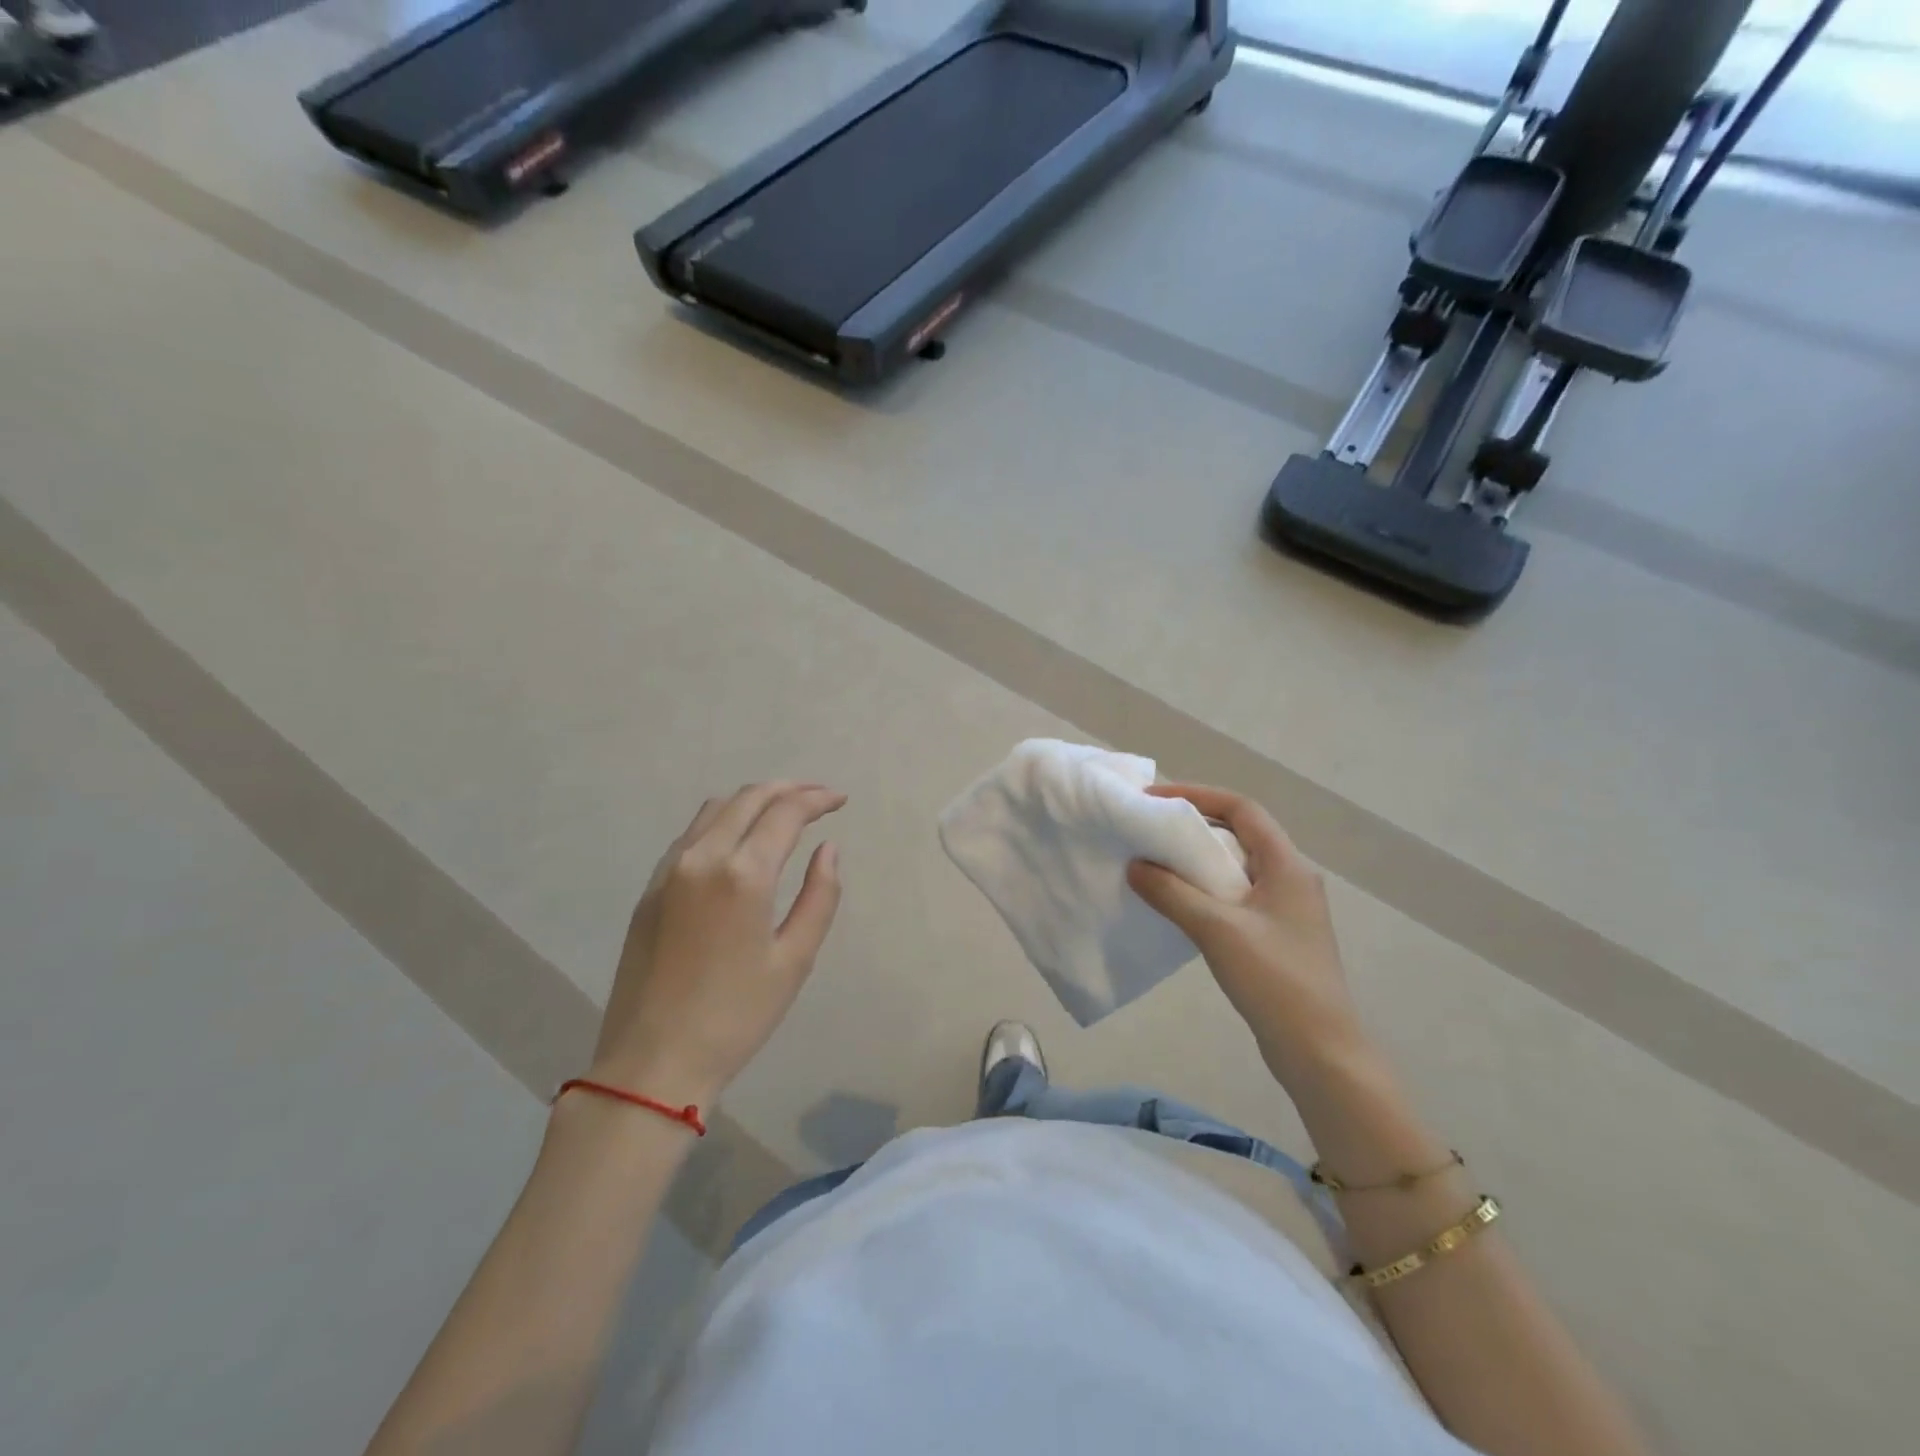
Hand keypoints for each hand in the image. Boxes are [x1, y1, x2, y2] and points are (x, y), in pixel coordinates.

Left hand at [591, 782, 845, 1107]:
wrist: (652, 1062)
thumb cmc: (736, 1016)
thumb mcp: (794, 959)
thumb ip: (820, 895)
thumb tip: (828, 849)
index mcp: (743, 874)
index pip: (785, 812)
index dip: (817, 799)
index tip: (840, 800)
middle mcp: (702, 857)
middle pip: (749, 799)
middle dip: (788, 790)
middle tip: (818, 798)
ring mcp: (669, 870)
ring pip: (715, 809)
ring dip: (753, 800)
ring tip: (782, 812)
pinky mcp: (650, 888)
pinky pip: (691, 834)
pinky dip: (723, 820)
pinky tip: (739, 840)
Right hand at [1127, 783, 1366, 1086]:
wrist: (1321, 1052)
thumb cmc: (1275, 981)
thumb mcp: (1218, 930)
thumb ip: (1172, 893)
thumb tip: (1136, 865)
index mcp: (1288, 865)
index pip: (1242, 809)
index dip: (1198, 795)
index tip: (1155, 798)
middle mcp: (1291, 878)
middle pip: (1239, 834)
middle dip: (1193, 825)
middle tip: (1149, 828)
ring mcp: (1285, 909)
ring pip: (1235, 867)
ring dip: (1197, 860)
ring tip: (1155, 861)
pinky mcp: (1275, 936)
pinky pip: (1234, 896)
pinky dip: (1204, 889)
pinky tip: (1177, 903)